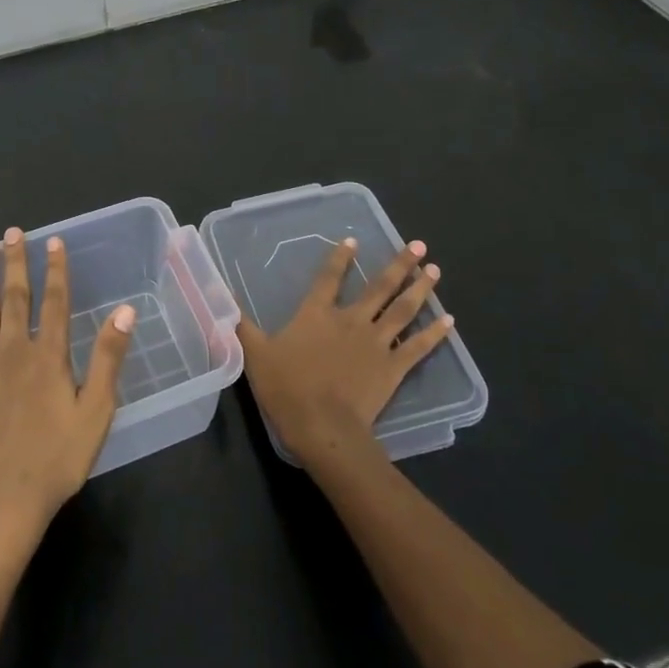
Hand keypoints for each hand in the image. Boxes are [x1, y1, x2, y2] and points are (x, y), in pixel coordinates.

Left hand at [0, 227, 135, 558]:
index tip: (53, 241)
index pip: (54, 301)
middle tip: (12, 234)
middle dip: (16, 263)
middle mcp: (12, 351)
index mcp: (48, 356)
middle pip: (15, 298)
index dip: (55, 269)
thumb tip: (124, 311)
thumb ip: (107, 358)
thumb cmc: (55, 461)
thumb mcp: (95, 412)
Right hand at [236, 237, 450, 466]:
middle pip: (379, 287)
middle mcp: (350, 321)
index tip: (354, 240)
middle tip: (418, 243)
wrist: (323, 427)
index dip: (340, 257)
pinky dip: (435, 333)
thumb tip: (219, 297)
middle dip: (399, 264)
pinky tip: (449, 320)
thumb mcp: (254, 353)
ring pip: (403, 309)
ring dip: (421, 287)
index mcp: (317, 315)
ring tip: (435, 268)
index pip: (329, 278)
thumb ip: (240, 324)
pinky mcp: (394, 368)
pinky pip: (418, 346)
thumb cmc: (286, 388)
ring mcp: (376, 343)